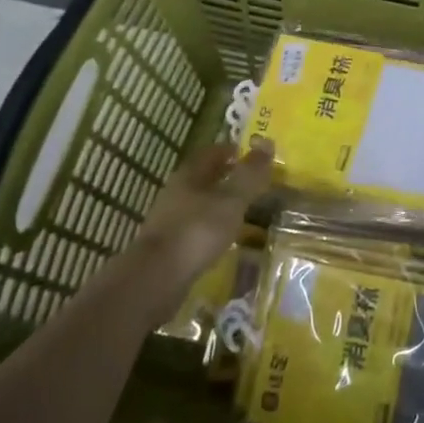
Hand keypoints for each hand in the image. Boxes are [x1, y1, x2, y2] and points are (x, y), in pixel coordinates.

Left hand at [126, 142, 272, 316]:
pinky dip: (210, 227)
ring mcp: (168, 221)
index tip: (248, 153)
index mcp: (189, 175)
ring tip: (240, 210)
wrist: (155, 280)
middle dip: (225, 176)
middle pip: (203, 177)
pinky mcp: (167, 248)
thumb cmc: (197, 231)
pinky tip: (222, 238)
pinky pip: (194, 228)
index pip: (211, 152)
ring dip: (217, 203)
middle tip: (250, 181)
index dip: (230, 150)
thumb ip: (250, 174)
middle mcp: (176, 193)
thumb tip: (267, 143)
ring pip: (198, 203)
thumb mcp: (231, 200)